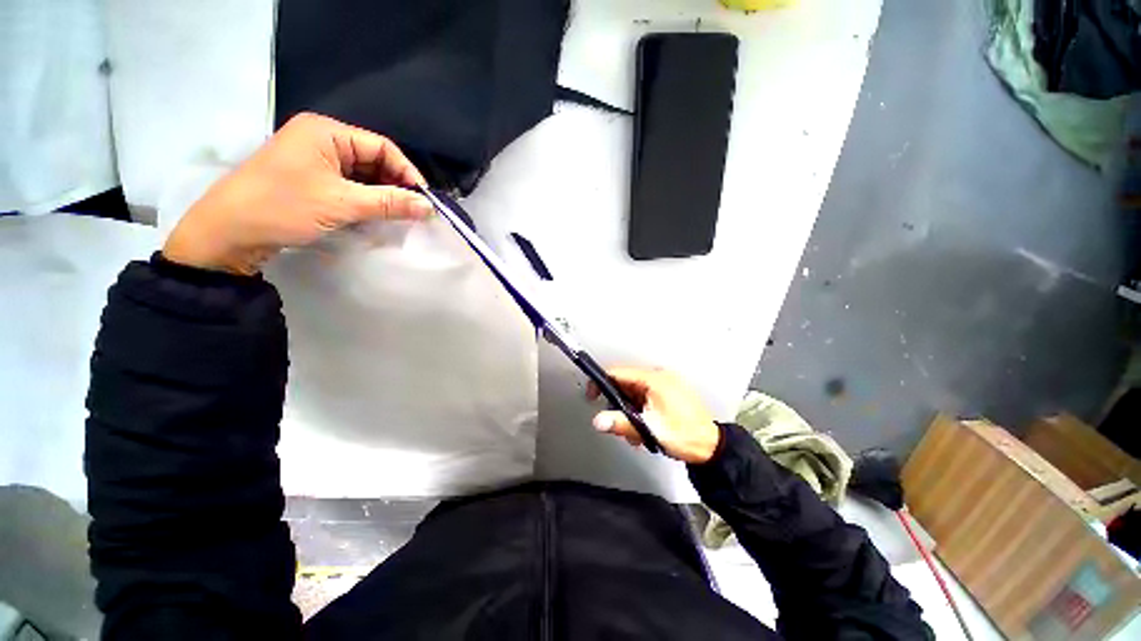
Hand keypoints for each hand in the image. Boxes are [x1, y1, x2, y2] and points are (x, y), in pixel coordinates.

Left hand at [162, 113, 433, 274]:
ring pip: (362, 175)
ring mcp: (314, 160)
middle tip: (414, 211)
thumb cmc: (284, 207)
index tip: (425, 200)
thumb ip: (390, 203)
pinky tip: (376, 215)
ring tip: (399, 216)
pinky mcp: (310, 180)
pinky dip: (365, 200)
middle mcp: (321, 140)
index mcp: (326, 132)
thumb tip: (429, 207)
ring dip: (381, 195)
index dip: (407, 173)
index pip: (382, 147)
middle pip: (373, 159)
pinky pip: (348, 185)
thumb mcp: (343, 204)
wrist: (228, 232)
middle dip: (395, 185)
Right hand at [588, 368, 720, 463]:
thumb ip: (621, 423)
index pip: (618, 373)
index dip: (601, 383)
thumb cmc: (685, 436)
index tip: (592, 396)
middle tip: (616, 421)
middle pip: (625, 383)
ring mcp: (664, 385)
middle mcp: (659, 377)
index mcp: (654, 380)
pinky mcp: (667, 394)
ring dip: (629, 410)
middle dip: (617, 403)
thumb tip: (598, 421)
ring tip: (634, 431)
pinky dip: (639, 410)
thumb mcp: (650, 430)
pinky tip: (643, 428)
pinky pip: (644, 397)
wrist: (711, 447)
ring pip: (634, 392)